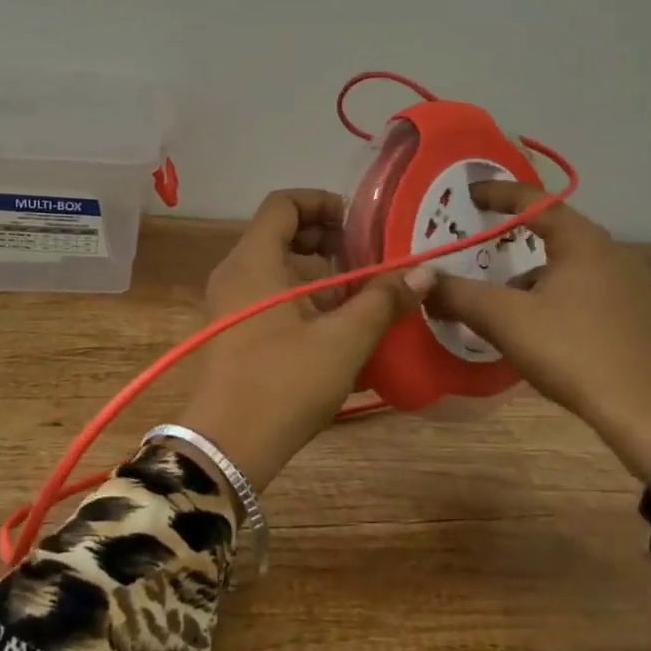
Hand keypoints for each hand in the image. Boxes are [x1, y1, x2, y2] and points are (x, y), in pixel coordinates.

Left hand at [173, 189, 429, 494]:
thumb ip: (382, 301)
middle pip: (282, 234)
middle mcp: (235, 273)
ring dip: (319, 276)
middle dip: (328, 242)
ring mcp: (229, 304)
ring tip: (361, 298)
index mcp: (254, 260)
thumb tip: (424, 273)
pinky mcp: (232, 332)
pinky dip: (302, 301)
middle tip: (367, 259)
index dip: (323, 202)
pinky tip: (338, 331)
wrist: (226, 448)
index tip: (359, 223)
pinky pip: (270, 297)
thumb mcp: (343, 341)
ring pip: (278, 269)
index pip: (283, 203)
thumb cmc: (284, 383)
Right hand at [426, 181, 650, 479]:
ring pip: (569, 267)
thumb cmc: (575, 352)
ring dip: (534, 275)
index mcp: (582, 241)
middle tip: (480, 245)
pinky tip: (540, 328)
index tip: (469, 193)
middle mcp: (611, 254)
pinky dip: (556, 297)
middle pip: (553, 232)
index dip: (497, 193)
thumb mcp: (506, 320)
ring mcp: (631, 287)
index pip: (533, 200)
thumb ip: (459, 295)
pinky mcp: (639, 319)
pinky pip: (586, 292)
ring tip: (503, 299)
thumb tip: (421, 279)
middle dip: (513, 238)